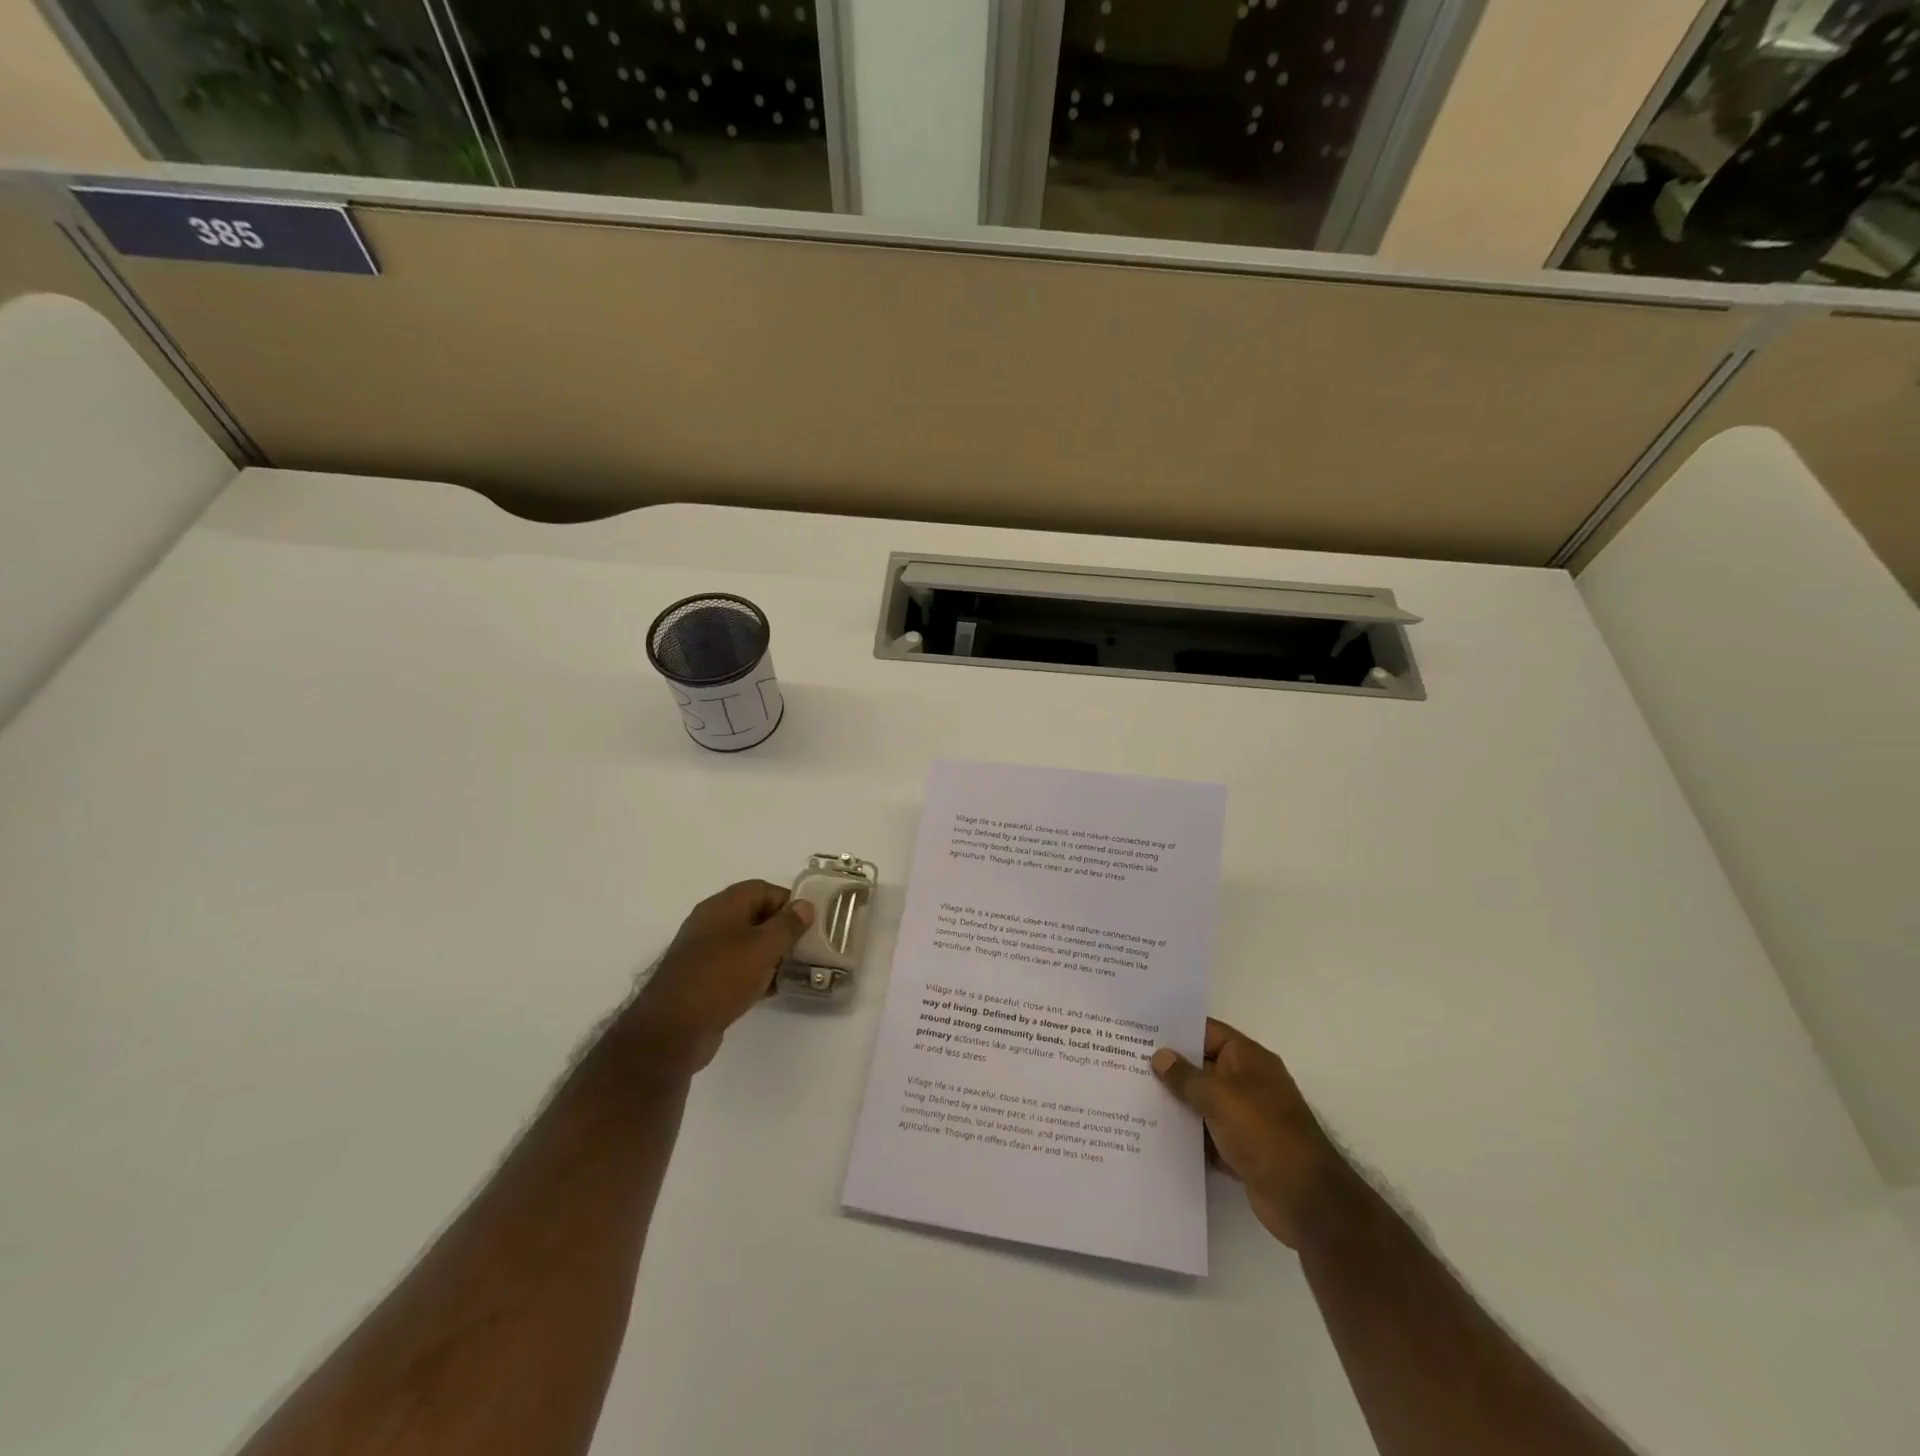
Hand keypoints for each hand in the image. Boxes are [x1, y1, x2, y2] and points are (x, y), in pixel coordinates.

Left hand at [626, 880, 814, 1072]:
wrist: (673, 1030)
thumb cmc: (721, 977)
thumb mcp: (763, 947)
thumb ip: (788, 925)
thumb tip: (805, 906)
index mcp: (722, 906)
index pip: (762, 889)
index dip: (788, 901)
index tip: (811, 921)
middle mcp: (711, 924)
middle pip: (755, 916)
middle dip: (783, 929)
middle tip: (808, 945)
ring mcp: (705, 954)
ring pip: (747, 945)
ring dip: (772, 954)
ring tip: (798, 968)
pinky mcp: (705, 982)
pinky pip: (737, 969)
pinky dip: (757, 974)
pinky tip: (776, 988)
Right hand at [1152, 1019, 1351, 1247]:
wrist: (1306, 1202)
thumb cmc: (1265, 1134)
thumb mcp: (1221, 1098)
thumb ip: (1187, 1077)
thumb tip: (1160, 1057)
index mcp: (1248, 1060)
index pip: (1207, 1032)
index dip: (1176, 1030)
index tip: (1140, 1030)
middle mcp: (1246, 1083)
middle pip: (1201, 1067)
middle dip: (1169, 1068)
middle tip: (1126, 1062)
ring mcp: (1244, 1118)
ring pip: (1201, 1102)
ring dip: (1174, 1103)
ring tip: (1131, 1097)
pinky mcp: (1239, 1149)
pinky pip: (1205, 1134)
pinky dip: (1186, 1135)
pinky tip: (1153, 1134)